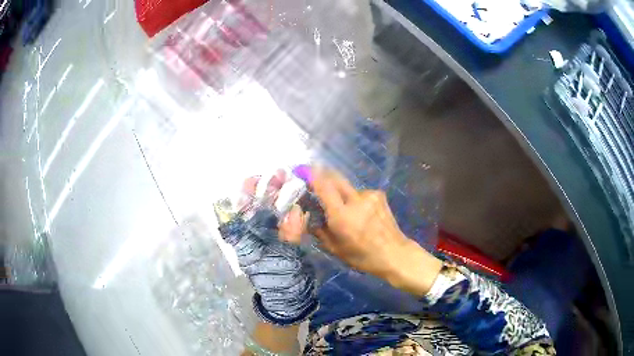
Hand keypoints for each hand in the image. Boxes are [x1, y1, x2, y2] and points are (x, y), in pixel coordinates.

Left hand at [215, 170, 316, 325]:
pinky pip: (281, 221)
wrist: (289, 300)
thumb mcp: (286, 260)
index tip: (256, 178)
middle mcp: (252, 237)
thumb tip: (295, 210)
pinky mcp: (278, 241)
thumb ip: (291, 235)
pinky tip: (297, 200)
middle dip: (265, 190)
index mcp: (246, 241)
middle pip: (254, 208)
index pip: (238, 212)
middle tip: (281, 174)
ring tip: (290, 181)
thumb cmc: (282, 282)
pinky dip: (288, 209)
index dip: (244, 194)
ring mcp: (265, 238)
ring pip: (268, 212)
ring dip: (278, 196)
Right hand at [298, 168, 442, 295]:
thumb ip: (319, 230)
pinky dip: (355, 199)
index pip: (324, 187)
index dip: (313, 176)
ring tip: (345, 208)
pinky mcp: (379, 195)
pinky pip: (360, 193)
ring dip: (341, 193)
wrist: (395, 253)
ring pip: (348, 187)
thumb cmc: (362, 256)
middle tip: (317, 180)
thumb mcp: (335, 248)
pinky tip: (361, 212)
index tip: (303, 170)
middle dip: (324, 176)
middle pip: (335, 178)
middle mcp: (356, 200)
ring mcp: (370, 195)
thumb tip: (309, 217)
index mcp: (342, 216)